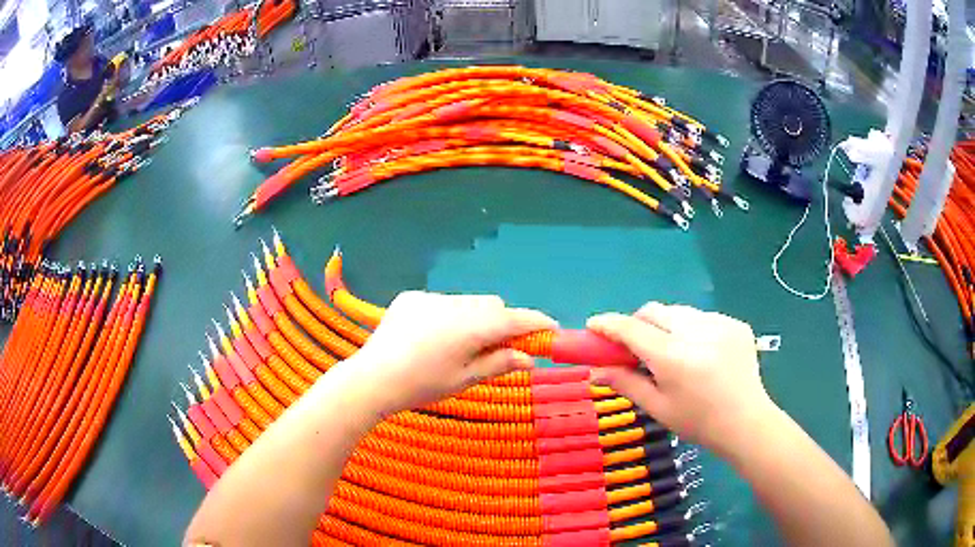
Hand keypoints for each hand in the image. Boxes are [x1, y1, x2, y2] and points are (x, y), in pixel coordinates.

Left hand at [337, 291, 556, 414]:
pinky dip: (449, 316)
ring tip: (460, 345)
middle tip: (501, 347)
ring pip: (468, 302)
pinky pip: (442, 302)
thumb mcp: (464, 379)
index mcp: (472, 326)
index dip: (537, 323)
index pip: (515, 319)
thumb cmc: (422, 386)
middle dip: (503, 322)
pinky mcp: (411, 298)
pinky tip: (432, 338)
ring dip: (475, 318)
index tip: (552, 329)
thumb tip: (529, 357)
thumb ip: (499, 363)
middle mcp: (455, 304)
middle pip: (493, 306)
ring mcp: (431, 298)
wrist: (372, 378)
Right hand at [587, 303, 774, 455]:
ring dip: (666, 326)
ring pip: (678, 312)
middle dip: (638, 323)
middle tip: (634, 346)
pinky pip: (701, 317)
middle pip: (654, 311)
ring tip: (672, 352)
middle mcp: (696, 332)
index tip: (593, 325)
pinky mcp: (735, 324)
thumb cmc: (698, 422)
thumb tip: (595, 370)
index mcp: (673, 358)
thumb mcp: (658, 408)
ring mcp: (719, 324)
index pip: (632, 329)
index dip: (608, 324)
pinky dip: (691, 329)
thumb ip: (625, 383)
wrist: (746, 423)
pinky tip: (700, 353)